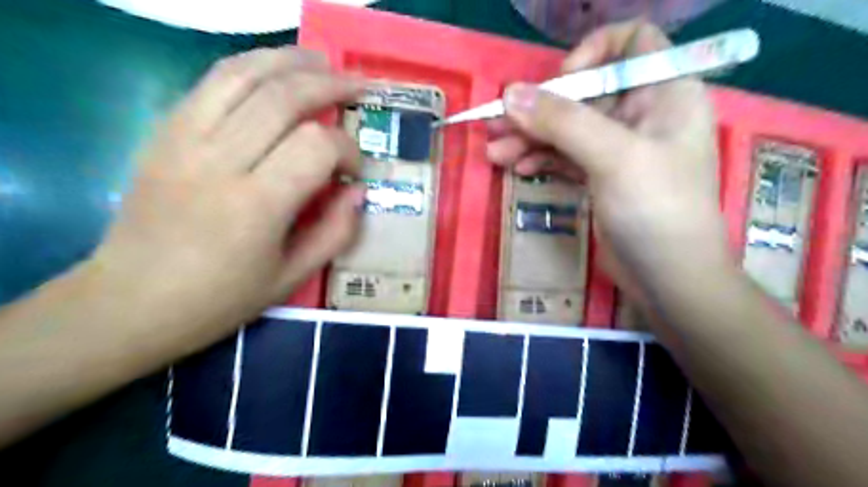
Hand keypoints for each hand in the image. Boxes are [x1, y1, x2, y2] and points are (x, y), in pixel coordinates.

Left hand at [85, 47, 360, 352]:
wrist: (130, 301)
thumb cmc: (219, 298)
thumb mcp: (291, 277)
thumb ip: (336, 232)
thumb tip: (358, 191)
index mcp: (257, 205)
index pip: (316, 146)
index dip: (347, 149)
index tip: (354, 170)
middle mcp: (220, 161)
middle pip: (284, 98)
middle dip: (330, 86)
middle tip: (358, 88)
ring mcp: (184, 140)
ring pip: (244, 75)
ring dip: (290, 61)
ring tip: (323, 61)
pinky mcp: (164, 132)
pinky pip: (211, 82)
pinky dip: (250, 66)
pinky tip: (274, 69)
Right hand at [487, 20, 730, 308]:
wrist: (669, 279)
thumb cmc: (656, 209)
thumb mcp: (613, 157)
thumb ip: (562, 121)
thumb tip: (509, 94)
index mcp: (664, 93)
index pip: (632, 43)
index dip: (594, 52)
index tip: (562, 81)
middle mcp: (643, 114)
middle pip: (584, 93)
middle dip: (541, 107)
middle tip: (497, 123)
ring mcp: (619, 148)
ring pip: (568, 128)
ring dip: (530, 136)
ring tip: (494, 152)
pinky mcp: (601, 177)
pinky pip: (565, 155)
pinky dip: (540, 158)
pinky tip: (515, 167)